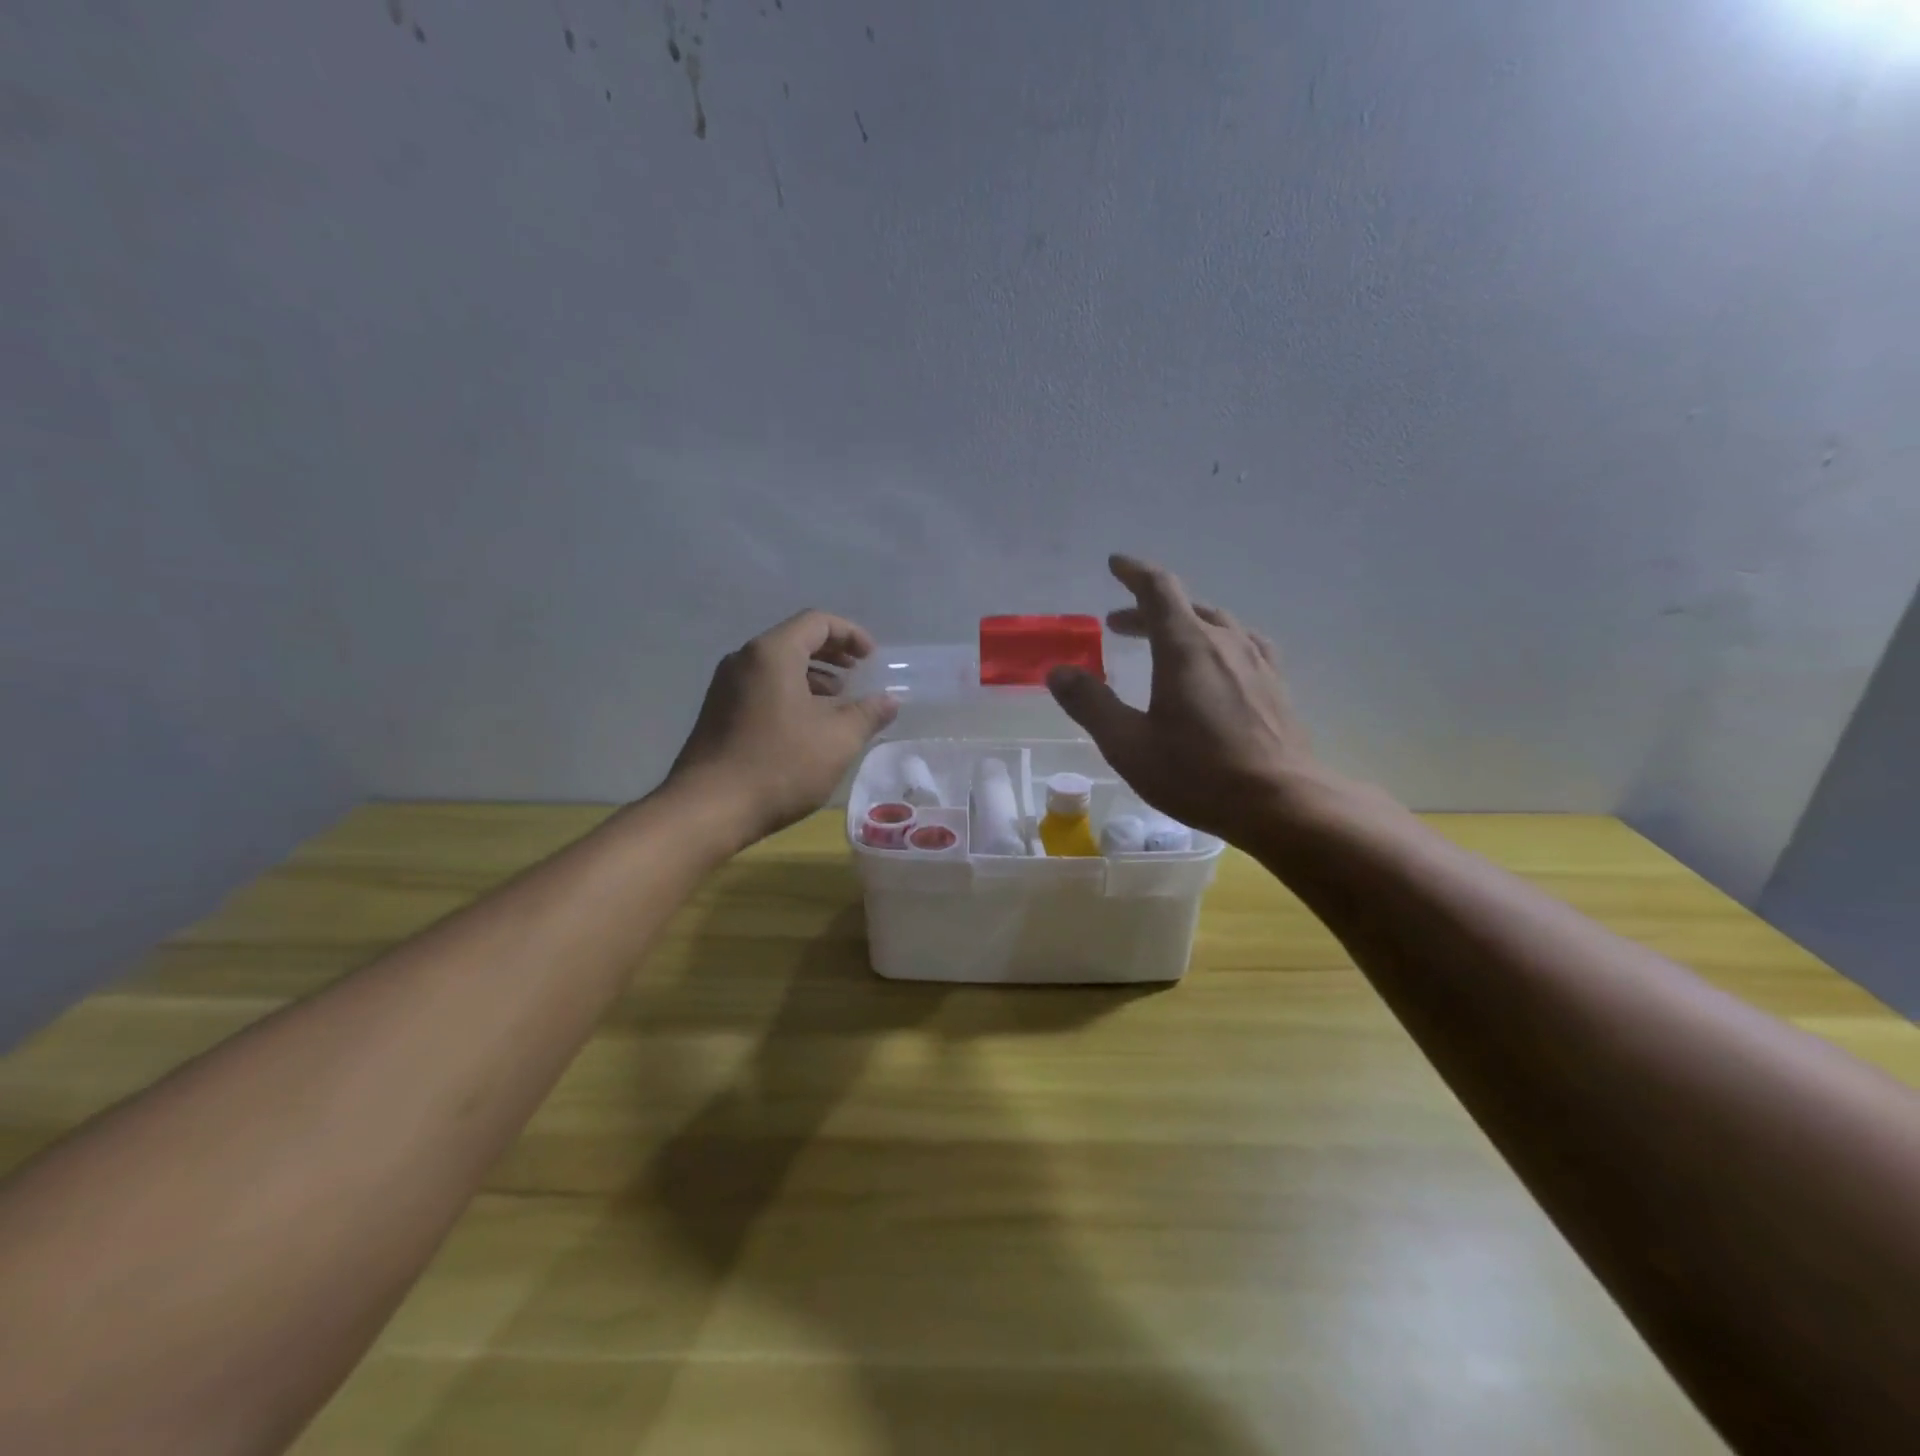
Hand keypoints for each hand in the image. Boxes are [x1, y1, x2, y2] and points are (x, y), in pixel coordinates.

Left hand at [666, 610, 898, 846]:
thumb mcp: (837, 740)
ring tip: (839, 702)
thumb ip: (868, 713)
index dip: (851, 634)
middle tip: (859, 674)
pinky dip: (791, 693)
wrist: (708, 809)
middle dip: (832, 654)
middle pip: (795, 640)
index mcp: (772, 654)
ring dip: (813, 676)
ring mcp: (726, 687)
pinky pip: (762, 687)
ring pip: (777, 666)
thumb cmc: (780, 766)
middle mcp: (744, 660)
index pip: (816, 622)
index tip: (872, 658)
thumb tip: (889, 700)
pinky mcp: (719, 713)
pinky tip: (808, 725)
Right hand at [1046, 554, 1337, 846]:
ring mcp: (1257, 662)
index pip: (1158, 589)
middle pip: (1184, 607)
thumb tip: (1059, 672)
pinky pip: (1242, 645)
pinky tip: (1217, 665)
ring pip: (1216, 624)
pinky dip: (1216, 643)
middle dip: (1147, 610)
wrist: (1283, 804)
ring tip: (1163, 644)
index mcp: (1186, 646)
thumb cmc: (1198, 773)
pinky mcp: (1276, 686)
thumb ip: (1091, 704)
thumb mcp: (1128, 744)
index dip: (1134, 572)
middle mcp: (1224, 642)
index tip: (1115, 564)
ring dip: (1182, 625)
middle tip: (1117, 626)